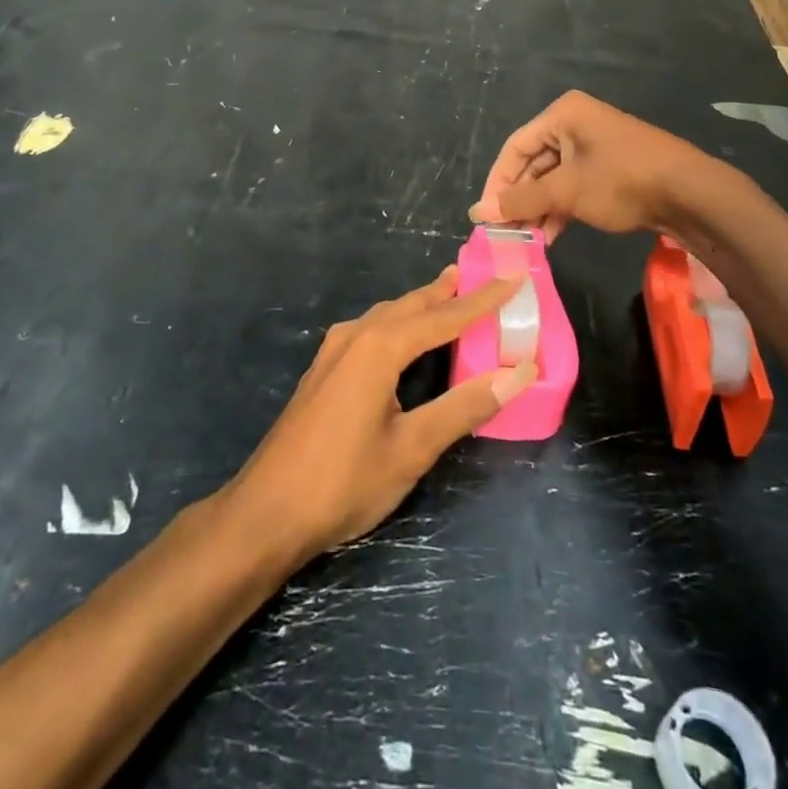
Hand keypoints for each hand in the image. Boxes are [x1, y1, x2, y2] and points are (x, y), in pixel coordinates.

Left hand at [225, 268, 535, 561]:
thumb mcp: (413, 447)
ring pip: (388, 316)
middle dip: (448, 292)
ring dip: (422, 306)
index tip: (514, 276)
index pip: (444, 315)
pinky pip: (371, 331)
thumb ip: (465, 406)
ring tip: (450, 297)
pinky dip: (400, 325)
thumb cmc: (344, 481)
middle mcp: (355, 336)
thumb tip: (520, 371)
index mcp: (380, 347)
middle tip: (483, 277)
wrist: (266, 512)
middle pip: (412, 306)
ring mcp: (333, 352)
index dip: (483, 298)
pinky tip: (405, 339)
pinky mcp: (324, 370)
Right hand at [469, 91, 703, 240]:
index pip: (515, 148)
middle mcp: (576, 124)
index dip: (497, 182)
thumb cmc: (621, 181)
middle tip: (506, 231)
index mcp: (563, 114)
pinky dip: (560, 208)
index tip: (486, 215)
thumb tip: (479, 211)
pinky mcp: (610, 168)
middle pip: (533, 163)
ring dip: (539, 208)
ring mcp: (595, 146)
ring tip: (527, 239)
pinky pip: (573, 185)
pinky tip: (551, 236)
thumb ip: (521, 201)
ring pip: (553, 178)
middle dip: (520, 199)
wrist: (691, 193)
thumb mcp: (566, 191)